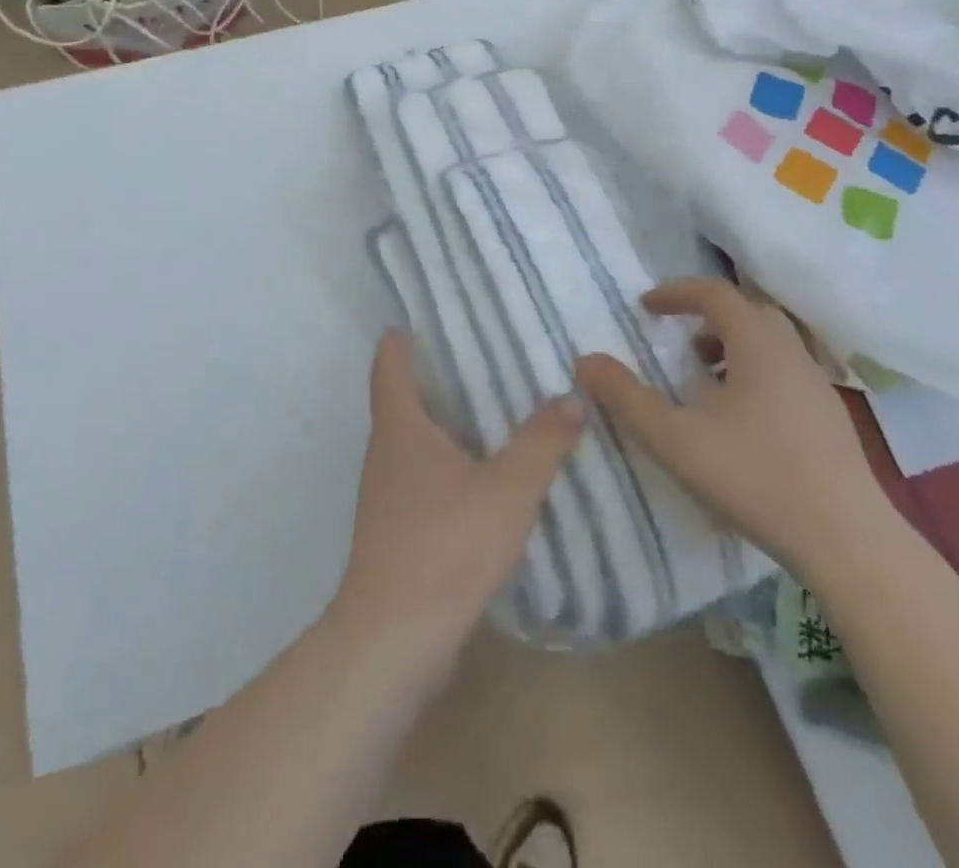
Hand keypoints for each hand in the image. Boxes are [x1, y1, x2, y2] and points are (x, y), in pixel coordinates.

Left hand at [330, 330, 585, 664]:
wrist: (395, 640)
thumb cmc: (445, 546)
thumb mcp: (507, 489)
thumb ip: (542, 442)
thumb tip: (572, 396)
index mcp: (400, 428)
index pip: (389, 364)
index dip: (401, 338)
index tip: (423, 316)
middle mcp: (386, 454)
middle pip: (404, 399)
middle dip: (438, 376)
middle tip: (484, 355)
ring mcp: (388, 496)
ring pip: (416, 442)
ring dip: (447, 424)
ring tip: (495, 410)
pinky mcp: (398, 532)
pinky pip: (425, 480)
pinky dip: (451, 465)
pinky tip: (486, 477)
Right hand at [574, 278, 893, 581]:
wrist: (847, 541)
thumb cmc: (755, 478)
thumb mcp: (675, 439)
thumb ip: (626, 398)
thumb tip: (585, 361)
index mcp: (759, 345)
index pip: (715, 294)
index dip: (677, 293)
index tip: (646, 307)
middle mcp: (792, 353)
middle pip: (748, 311)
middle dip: (707, 316)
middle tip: (677, 338)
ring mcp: (818, 385)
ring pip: (771, 342)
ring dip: (733, 345)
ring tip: (704, 378)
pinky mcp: (830, 417)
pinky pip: (786, 371)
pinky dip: (755, 371)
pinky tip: (740, 417)